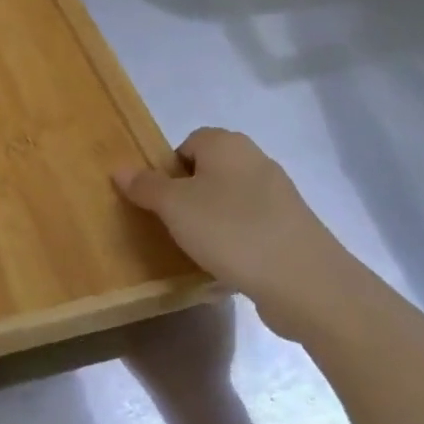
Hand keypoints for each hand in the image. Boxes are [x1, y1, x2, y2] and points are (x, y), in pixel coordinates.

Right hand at [116, 128, 346, 336]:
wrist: (303, 280)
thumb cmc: (230, 231)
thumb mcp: (174, 207)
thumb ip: (146, 186)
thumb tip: (120, 168)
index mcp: (227, 144)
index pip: (188, 143)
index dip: (168, 169)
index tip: (159, 201)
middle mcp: (255, 160)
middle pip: (209, 171)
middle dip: (188, 196)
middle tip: (172, 225)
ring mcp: (278, 195)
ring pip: (229, 199)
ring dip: (211, 220)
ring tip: (197, 248)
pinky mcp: (290, 227)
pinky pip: (250, 226)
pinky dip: (235, 240)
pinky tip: (227, 264)